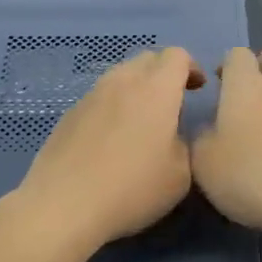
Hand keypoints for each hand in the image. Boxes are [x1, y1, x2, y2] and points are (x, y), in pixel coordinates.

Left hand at [11, 46, 204, 253]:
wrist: (64, 205)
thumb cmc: (132, 189)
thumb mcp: (180, 175)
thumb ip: (183, 144)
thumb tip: (172, 135)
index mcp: (155, 89)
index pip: (177, 56)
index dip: (192, 67)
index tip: (198, 89)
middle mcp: (121, 82)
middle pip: (147, 59)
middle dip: (164, 73)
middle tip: (173, 102)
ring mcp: (90, 96)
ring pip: (120, 76)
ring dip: (137, 88)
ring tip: (142, 121)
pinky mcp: (68, 115)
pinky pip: (99, 98)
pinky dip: (113, 107)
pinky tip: (111, 140)